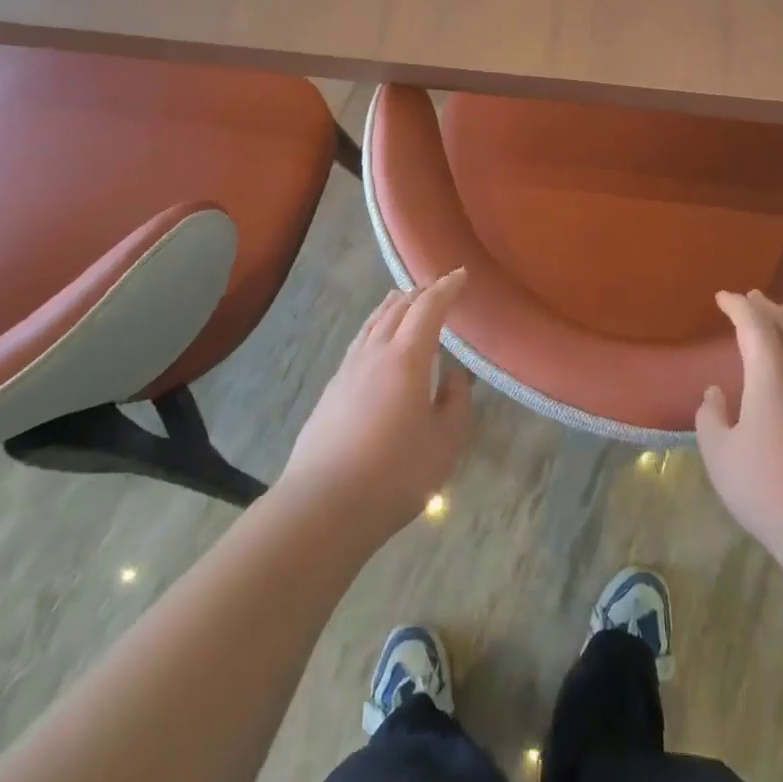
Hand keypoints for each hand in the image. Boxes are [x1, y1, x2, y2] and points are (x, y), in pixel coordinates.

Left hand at [280, 269, 473, 540]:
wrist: (322, 506)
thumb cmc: (394, 474)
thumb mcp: (445, 442)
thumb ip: (456, 401)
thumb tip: (456, 376)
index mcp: (406, 357)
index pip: (428, 307)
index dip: (446, 288)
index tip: (461, 275)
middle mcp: (375, 352)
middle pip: (397, 308)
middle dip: (420, 293)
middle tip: (438, 289)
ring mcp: (348, 369)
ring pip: (372, 322)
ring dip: (393, 306)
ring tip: (404, 301)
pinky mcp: (331, 390)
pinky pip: (359, 342)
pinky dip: (376, 328)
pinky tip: (377, 343)